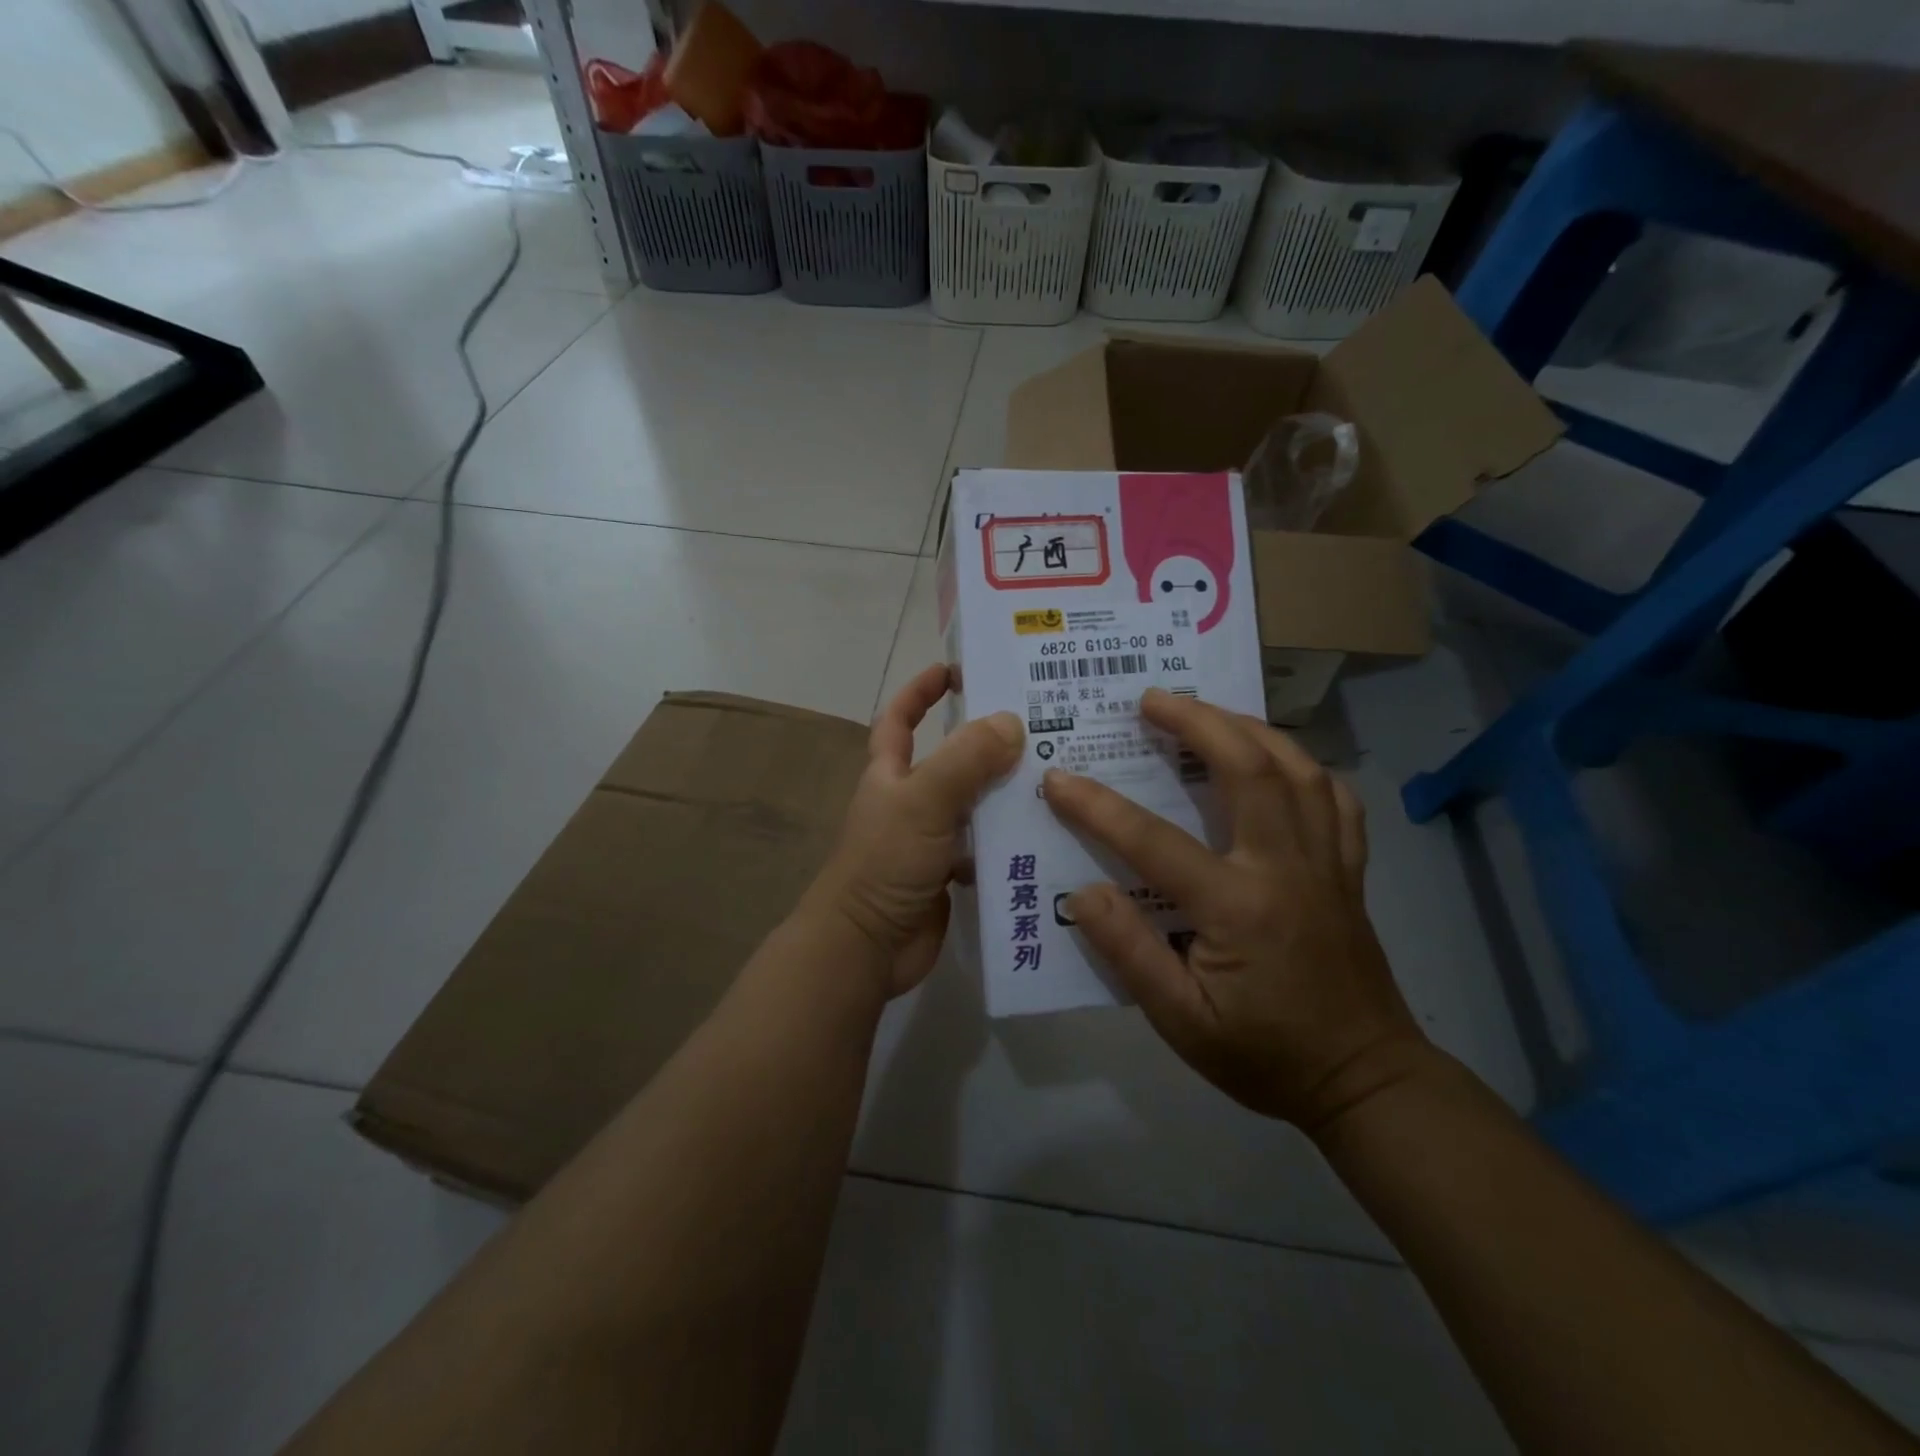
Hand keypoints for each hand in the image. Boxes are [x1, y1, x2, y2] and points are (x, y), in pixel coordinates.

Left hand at [804, 664, 1023, 997]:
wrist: (866, 947)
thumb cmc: (885, 863)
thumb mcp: (923, 801)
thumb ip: (965, 761)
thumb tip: (1012, 722)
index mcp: (891, 774)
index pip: (900, 719)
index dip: (920, 690)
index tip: (955, 670)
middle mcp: (911, 801)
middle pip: (953, 760)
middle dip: (990, 743)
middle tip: (1043, 725)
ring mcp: (931, 840)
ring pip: (977, 805)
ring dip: (1009, 794)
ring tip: (1062, 777)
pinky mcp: (951, 875)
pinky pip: (988, 847)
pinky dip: (1013, 841)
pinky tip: (1051, 834)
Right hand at [1041, 688, 1430, 1132]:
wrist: (1366, 1083)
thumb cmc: (1265, 1056)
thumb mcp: (1181, 1022)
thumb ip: (1130, 954)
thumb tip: (1083, 892)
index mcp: (1238, 907)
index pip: (1154, 841)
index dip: (1098, 807)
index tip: (1058, 779)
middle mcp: (1286, 868)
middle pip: (1247, 768)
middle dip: (1196, 721)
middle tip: (1152, 698)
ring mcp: (1326, 864)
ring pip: (1297, 769)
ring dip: (1250, 729)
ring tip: (1209, 713)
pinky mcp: (1349, 871)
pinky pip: (1336, 799)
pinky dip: (1304, 767)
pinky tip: (1278, 762)